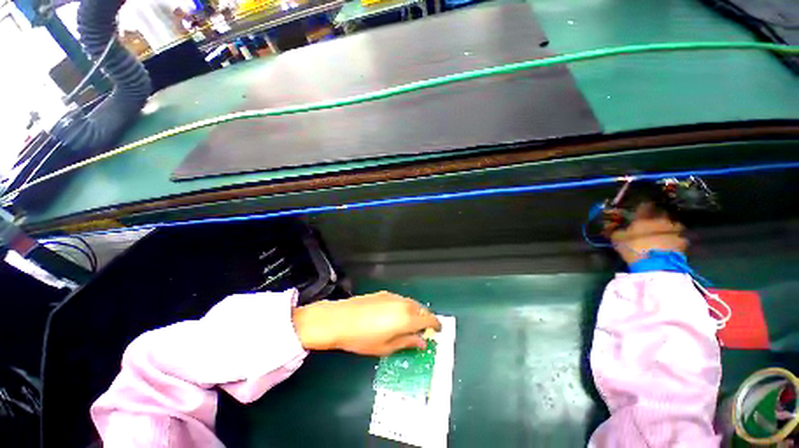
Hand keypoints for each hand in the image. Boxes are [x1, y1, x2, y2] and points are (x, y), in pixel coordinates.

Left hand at [293, 291, 441, 355]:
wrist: (340, 319)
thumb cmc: (363, 338)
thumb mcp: (386, 347)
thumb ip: (407, 342)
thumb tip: (422, 342)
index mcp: (407, 318)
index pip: (429, 319)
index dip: (436, 325)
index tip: (437, 330)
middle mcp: (403, 304)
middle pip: (422, 309)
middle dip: (425, 319)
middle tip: (423, 330)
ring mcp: (393, 297)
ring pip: (411, 303)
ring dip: (415, 312)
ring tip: (409, 324)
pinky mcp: (384, 293)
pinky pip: (401, 300)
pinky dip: (404, 307)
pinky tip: (395, 315)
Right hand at [610, 202, 687, 264]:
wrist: (657, 263)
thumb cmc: (634, 247)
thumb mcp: (617, 239)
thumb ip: (615, 230)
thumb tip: (610, 225)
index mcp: (644, 217)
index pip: (644, 206)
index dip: (642, 207)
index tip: (640, 208)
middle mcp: (661, 219)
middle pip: (661, 213)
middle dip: (657, 216)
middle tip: (652, 221)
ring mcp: (674, 230)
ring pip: (671, 224)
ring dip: (667, 227)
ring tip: (662, 233)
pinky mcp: (683, 242)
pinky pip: (678, 237)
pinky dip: (674, 239)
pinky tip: (669, 243)